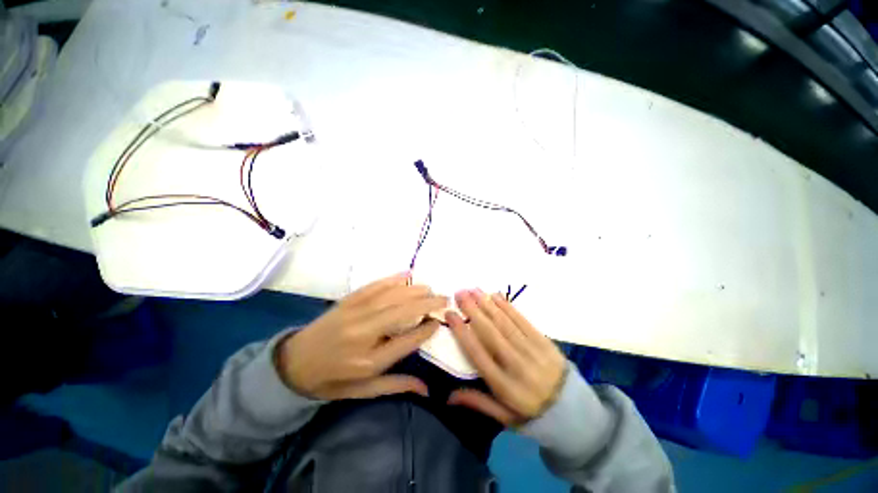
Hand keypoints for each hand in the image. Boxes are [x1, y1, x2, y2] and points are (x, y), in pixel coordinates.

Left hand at [276, 273, 446, 399]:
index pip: (407, 341)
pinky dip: (392, 279)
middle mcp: (363, 333)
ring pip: (392, 296)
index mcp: (368, 361)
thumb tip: (428, 389)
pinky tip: (406, 274)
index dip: (426, 329)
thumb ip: (396, 386)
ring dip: (414, 290)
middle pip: (403, 313)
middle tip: (444, 298)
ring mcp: (354, 313)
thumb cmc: (332, 380)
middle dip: (427, 304)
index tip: (439, 322)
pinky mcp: (348, 301)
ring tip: (430, 289)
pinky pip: (374, 286)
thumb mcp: (363, 391)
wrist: (293, 364)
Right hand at [446, 290, 566, 425]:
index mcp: (504, 385)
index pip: (477, 353)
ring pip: (504, 322)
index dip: (462, 332)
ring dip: (487, 304)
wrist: (573, 410)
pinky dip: (507, 307)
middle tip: (459, 293)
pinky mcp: (543, 340)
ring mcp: (531, 350)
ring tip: (473, 289)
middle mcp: (516, 364)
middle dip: (472, 310)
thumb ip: (478, 402)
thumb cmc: (532, 414)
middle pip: (490, 332)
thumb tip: (448, 397)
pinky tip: (496, 296)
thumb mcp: (504, 417)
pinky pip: (522, 320)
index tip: (450, 314)